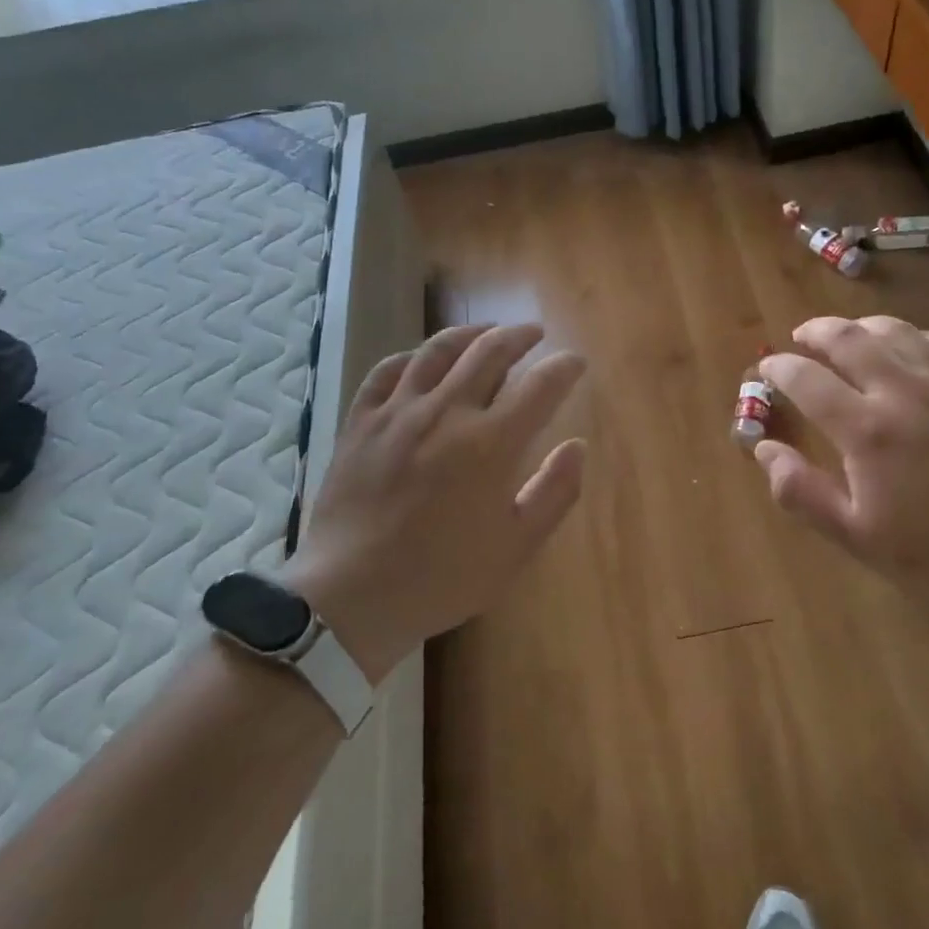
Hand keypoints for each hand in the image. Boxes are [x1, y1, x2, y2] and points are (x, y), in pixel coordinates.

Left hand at [281, 324, 586, 681]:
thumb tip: (578, 446)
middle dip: (519, 335)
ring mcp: (398, 412)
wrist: (351, 596)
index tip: (575, 362)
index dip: (564, 368)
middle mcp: (446, 413)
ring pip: (438, 350)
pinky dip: (412, 357)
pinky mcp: (361, 421)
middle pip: (490, 351)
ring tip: (486, 333)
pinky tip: (422, 361)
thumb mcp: (515, 548)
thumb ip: (554, 492)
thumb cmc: (442, 577)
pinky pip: (387, 371)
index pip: (540, 385)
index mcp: (490, 444)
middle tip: (534, 334)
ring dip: (470, 333)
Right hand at [753, 316, 928, 611]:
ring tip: (848, 335)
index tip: (766, 370)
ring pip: (896, 331)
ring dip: (862, 326)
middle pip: (848, 339)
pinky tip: (911, 346)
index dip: (779, 369)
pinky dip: (916, 336)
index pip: (806, 379)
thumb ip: (801, 492)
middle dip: (815, 331)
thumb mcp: (857, 537)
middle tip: (800, 337)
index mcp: (865, 430)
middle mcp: (902, 392)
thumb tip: (763, 449)